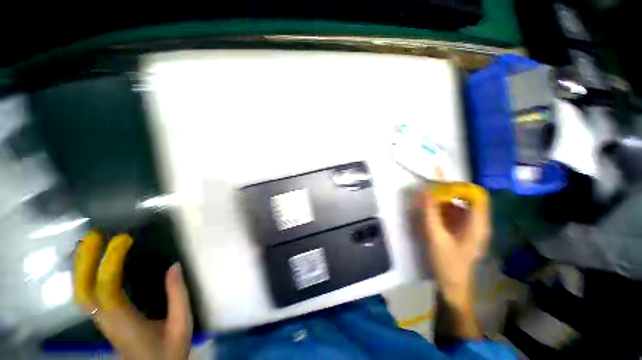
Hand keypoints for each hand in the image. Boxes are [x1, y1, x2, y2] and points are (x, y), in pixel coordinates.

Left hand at [74, 232, 192, 359]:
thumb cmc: (169, 350)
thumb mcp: (182, 323)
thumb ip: (178, 295)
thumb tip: (174, 265)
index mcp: (125, 323)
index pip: (107, 290)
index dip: (110, 263)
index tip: (123, 241)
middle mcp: (107, 321)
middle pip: (84, 291)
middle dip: (85, 261)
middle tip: (95, 236)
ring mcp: (102, 321)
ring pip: (82, 293)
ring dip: (82, 266)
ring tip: (91, 244)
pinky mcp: (104, 320)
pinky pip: (88, 295)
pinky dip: (86, 276)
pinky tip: (93, 264)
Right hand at [418, 182, 489, 306]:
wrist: (452, 286)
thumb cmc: (447, 262)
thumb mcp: (436, 236)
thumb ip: (430, 212)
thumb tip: (425, 190)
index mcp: (478, 224)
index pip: (477, 196)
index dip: (460, 187)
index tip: (440, 185)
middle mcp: (478, 223)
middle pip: (467, 199)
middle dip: (448, 194)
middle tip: (428, 193)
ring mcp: (471, 228)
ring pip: (460, 207)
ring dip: (443, 202)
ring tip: (426, 203)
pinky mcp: (463, 232)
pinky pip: (455, 215)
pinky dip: (442, 211)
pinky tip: (430, 215)